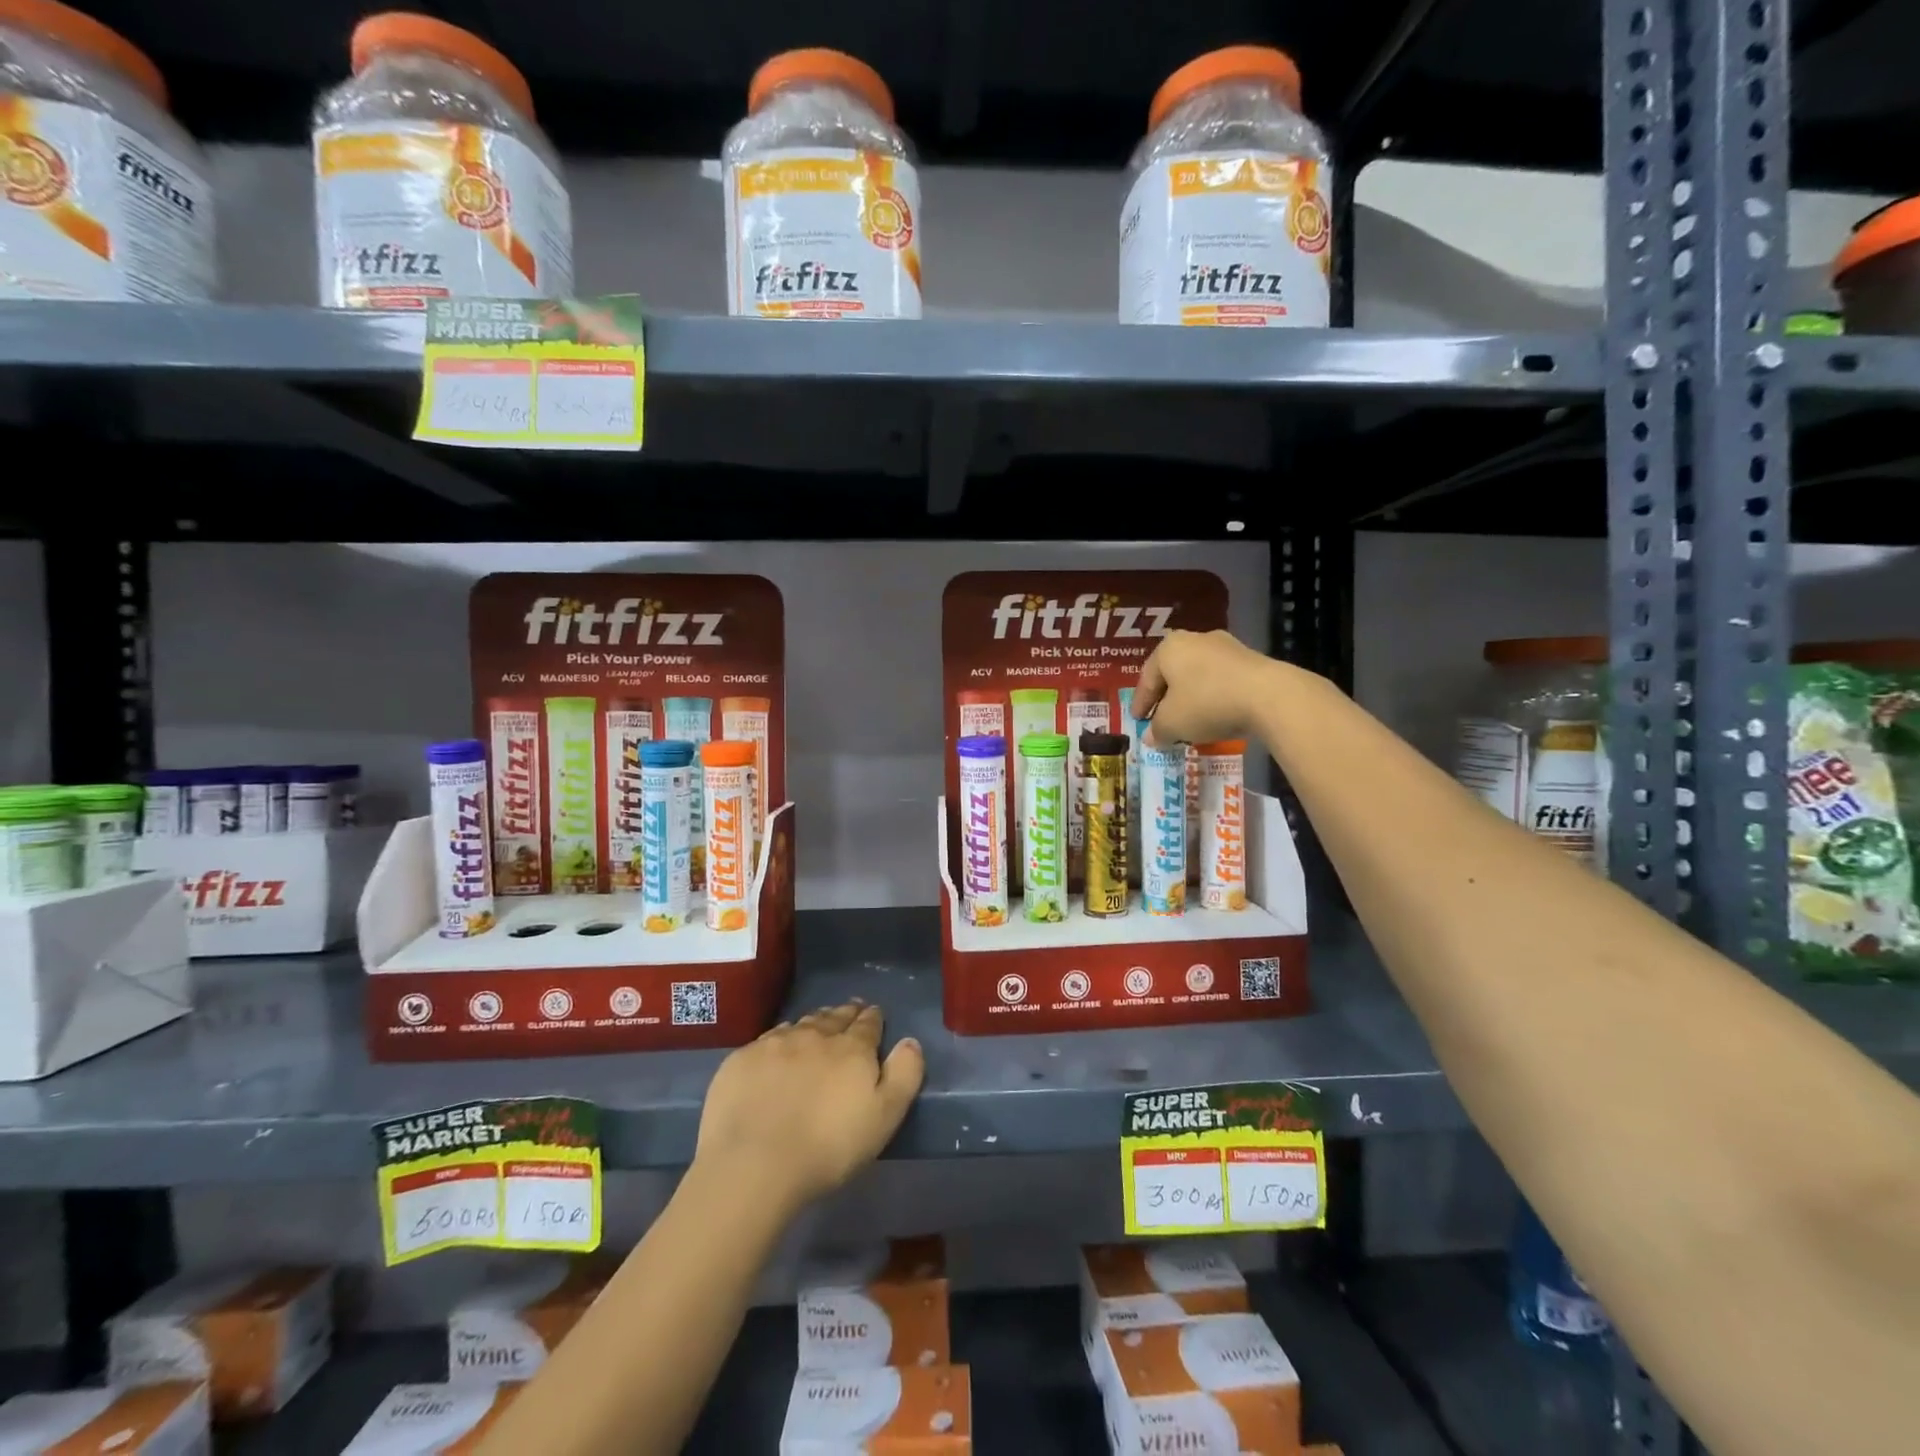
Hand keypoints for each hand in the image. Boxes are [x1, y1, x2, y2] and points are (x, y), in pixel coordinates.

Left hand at [694, 1002, 924, 1212]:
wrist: (754, 1163)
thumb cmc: (829, 1146)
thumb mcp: (884, 1117)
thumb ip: (904, 1075)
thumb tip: (910, 1042)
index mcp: (851, 1048)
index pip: (868, 1023)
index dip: (873, 1018)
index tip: (874, 1014)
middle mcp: (814, 1035)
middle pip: (833, 1017)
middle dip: (844, 1013)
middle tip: (849, 1011)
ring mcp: (774, 1044)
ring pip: (800, 1024)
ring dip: (813, 1023)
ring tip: (817, 1025)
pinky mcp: (741, 1060)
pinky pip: (767, 1039)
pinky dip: (779, 1039)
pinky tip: (778, 1049)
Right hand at [1131, 629, 1283, 747]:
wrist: (1268, 695)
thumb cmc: (1206, 704)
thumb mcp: (1172, 724)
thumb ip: (1157, 730)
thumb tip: (1151, 737)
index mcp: (1168, 648)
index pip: (1147, 679)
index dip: (1140, 703)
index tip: (1138, 720)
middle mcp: (1195, 639)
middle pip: (1173, 674)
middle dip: (1166, 698)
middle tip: (1161, 719)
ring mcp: (1226, 646)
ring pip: (1198, 675)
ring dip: (1191, 697)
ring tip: (1189, 719)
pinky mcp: (1251, 658)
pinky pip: (1222, 680)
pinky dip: (1213, 696)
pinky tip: (1215, 714)